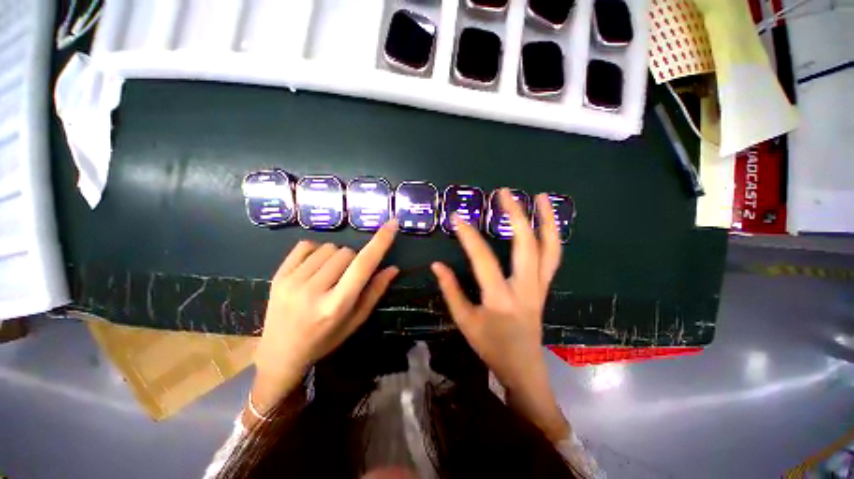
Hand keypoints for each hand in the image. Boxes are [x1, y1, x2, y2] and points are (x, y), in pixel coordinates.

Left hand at [252, 221, 398, 409]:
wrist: (279, 353)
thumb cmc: (324, 340)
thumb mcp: (355, 321)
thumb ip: (375, 292)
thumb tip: (393, 268)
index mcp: (337, 305)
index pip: (363, 265)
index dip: (380, 242)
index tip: (392, 224)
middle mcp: (313, 290)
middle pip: (347, 252)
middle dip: (354, 260)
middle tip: (347, 278)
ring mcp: (292, 281)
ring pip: (329, 248)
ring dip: (336, 257)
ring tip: (329, 275)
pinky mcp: (278, 275)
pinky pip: (306, 245)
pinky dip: (317, 251)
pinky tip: (315, 267)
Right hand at [431, 189, 567, 439]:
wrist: (523, 367)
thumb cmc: (491, 346)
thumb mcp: (465, 321)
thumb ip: (451, 290)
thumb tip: (437, 265)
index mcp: (500, 298)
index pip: (483, 258)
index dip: (468, 235)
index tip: (457, 217)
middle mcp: (525, 287)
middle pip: (526, 244)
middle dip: (516, 214)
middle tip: (505, 193)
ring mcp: (540, 286)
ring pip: (550, 248)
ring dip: (546, 220)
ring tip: (541, 197)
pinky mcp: (545, 287)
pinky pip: (553, 258)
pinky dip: (551, 236)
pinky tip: (545, 223)